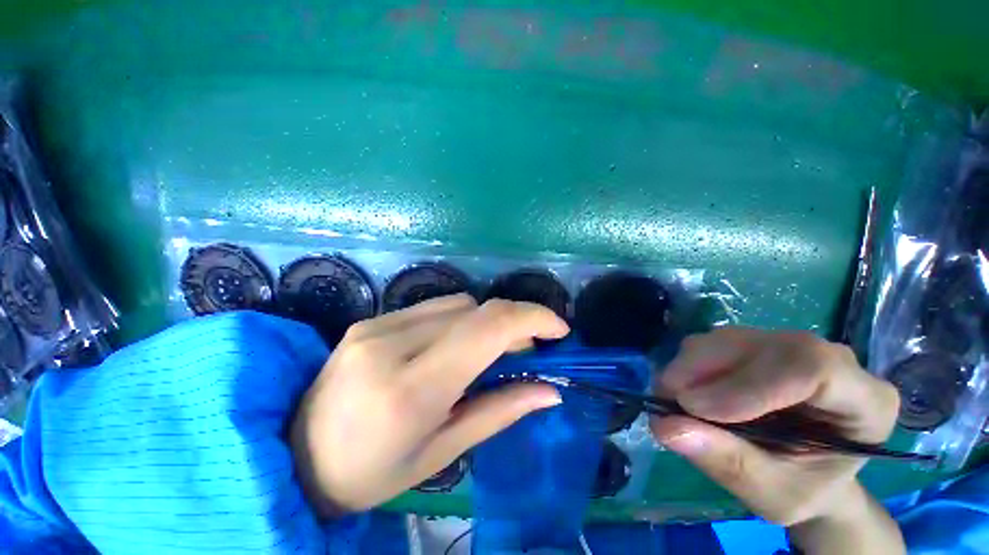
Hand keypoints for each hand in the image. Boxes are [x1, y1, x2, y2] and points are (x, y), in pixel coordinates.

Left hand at [290, 294, 567, 514]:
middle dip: (513, 321)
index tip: (559, 329)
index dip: (532, 318)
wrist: (294, 457)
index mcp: (410, 388)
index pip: (486, 329)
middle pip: (475, 309)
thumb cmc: (371, 473)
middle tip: (527, 349)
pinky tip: (452, 345)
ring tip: (488, 351)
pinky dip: (458, 320)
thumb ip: (499, 411)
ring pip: (457, 303)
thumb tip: (550, 389)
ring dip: (484, 321)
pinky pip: (432, 307)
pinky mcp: (369, 319)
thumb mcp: (441, 453)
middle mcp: (391, 344)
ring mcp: (375, 326)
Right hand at [650, 328, 903, 553]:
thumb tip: (666, 426)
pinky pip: (715, 342)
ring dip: (690, 366)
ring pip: (730, 339)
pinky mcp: (757, 344)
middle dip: (705, 371)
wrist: (806, 472)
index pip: (812, 368)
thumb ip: (729, 463)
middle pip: (762, 346)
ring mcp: (790, 346)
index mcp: (866, 400)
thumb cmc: (803, 490)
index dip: (748, 385)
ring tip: (671, 399)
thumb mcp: (774, 494)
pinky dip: (689, 364)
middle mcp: (832, 360)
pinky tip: (683, 389)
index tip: (695, 408)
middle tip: (667, 400)